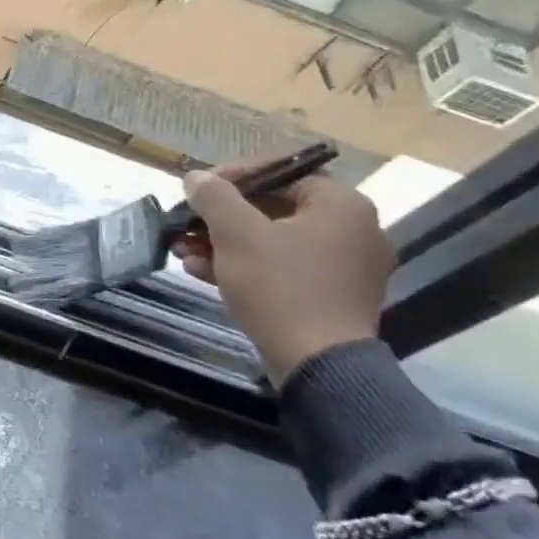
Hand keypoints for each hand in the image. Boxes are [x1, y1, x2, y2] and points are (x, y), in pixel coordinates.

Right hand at [171, 163, 392, 387]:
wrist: (318, 366)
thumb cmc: (280, 287)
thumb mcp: (236, 234)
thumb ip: (214, 197)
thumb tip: (196, 176)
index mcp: (341, 205)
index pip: (281, 172)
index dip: (233, 176)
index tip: (198, 190)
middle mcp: (353, 230)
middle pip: (274, 209)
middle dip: (221, 218)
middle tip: (186, 225)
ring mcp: (346, 268)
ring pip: (274, 242)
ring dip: (225, 244)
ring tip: (185, 252)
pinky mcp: (333, 298)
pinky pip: (284, 269)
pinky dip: (246, 267)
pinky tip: (203, 274)